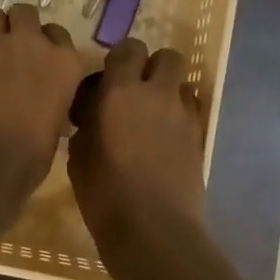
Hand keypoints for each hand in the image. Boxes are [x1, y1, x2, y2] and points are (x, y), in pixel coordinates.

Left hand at [0, 4, 81, 190]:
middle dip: (18, 25)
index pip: (58, 34)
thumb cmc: (28, 156)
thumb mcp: (54, 127)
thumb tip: (44, 105)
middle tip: (12, 47)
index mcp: (63, 63)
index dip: (47, 43)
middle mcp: (32, 45)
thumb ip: (51, 102)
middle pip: (25, 13)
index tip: (40, 58)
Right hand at [68, 38, 207, 246]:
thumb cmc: (105, 194)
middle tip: (136, 91)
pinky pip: (193, 110)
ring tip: (152, 115)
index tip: (108, 79)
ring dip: (168, 90)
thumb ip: (87, 124)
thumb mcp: (79, 156)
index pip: (128, 49)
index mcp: (121, 92)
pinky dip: (180, 114)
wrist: (153, 230)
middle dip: (153, 66)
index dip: (120, 59)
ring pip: (183, 82)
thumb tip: (93, 114)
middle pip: (167, 57)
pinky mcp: (200, 138)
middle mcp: (157, 94)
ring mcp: (184, 115)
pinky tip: (166, 137)